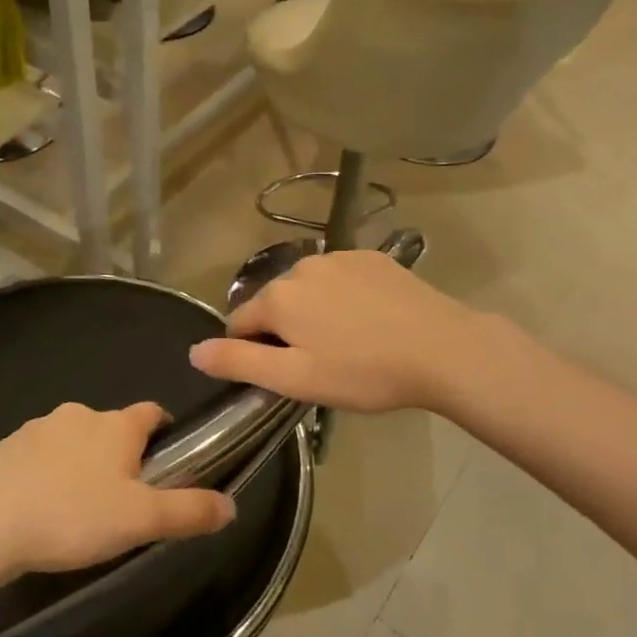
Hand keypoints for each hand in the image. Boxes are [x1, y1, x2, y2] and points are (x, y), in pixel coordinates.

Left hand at [0, 401, 235, 584]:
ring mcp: (36, 429)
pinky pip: (38, 458)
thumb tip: (231, 505)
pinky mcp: (3, 449)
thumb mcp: (140, 521)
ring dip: (82, 466)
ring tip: (79, 513)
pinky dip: (47, 476)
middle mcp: (78, 415)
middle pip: (112, 428)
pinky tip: (40, 511)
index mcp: (115, 425)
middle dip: (121, 456)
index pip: (152, 412)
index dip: (164, 432)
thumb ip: (189, 511)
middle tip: (124, 502)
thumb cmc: (71, 516)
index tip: (166, 462)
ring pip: (73, 442)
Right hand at [190, 249, 484, 412]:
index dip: (252, 351)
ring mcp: (339, 257)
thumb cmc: (364, 372)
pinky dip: (343, 298)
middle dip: (284, 330)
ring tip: (348, 344)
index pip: (239, 322)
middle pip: (274, 303)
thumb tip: (194, 350)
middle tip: (320, 364)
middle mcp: (301, 266)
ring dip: (313, 312)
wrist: (442, 349)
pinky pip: (340, 278)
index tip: (283, 374)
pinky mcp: (372, 258)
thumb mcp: (295, 379)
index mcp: (278, 296)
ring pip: (307, 289)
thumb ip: (239, 362)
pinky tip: (371, 321)